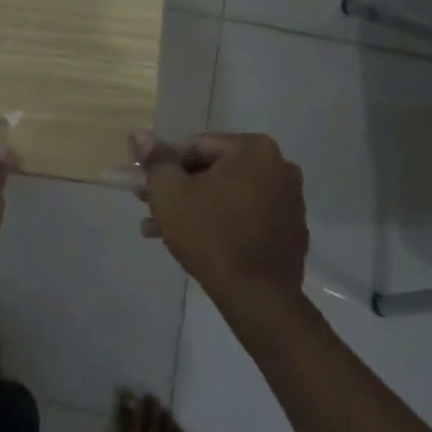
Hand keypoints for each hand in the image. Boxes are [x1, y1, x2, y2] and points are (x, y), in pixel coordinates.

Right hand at [132, 131, 307, 306]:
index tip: (145, 185)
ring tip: (160, 230)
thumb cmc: (210, 234)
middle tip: (149, 206)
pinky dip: (221, 222)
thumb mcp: (170, 193)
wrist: (257, 296)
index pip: (197, 146)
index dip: (165, 164)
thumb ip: (156, 160)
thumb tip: (141, 134)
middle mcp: (279, 166)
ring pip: (228, 195)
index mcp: (254, 149)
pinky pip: (247, 216)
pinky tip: (193, 242)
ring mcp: (290, 200)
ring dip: (194, 208)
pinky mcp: (291, 230)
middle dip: (179, 188)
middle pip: (214, 170)